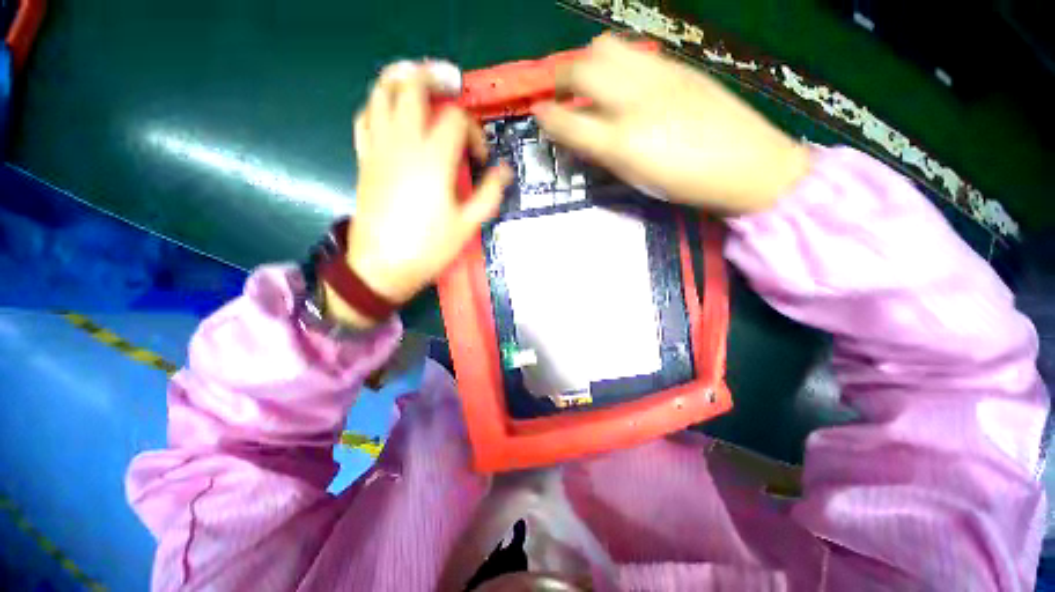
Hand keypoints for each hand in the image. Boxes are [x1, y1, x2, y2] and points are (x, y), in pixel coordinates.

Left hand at [325, 61, 511, 327]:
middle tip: (451, 84)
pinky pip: (365, 117)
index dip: (474, 132)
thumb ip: (489, 193)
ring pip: (381, 92)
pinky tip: (391, 112)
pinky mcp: (365, 158)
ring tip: (419, 83)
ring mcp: (379, 147)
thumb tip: (504, 172)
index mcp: (434, 159)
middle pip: (412, 86)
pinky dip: (378, 104)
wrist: (383, 265)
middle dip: (434, 78)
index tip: (480, 159)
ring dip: (401, 80)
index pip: (456, 120)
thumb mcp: (468, 224)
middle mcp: (403, 143)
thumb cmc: (429, 247)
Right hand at [534, 34, 810, 213]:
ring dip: (587, 63)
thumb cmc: (683, 183)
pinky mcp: (676, 66)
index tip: (538, 114)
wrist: (746, 163)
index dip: (546, 116)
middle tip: (561, 95)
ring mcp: (657, 76)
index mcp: (621, 142)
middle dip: (561, 79)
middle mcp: (634, 101)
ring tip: (590, 84)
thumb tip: (578, 136)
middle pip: (581, 68)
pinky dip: (615, 63)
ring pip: (605, 47)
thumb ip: (602, 153)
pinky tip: (621, 82)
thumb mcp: (634, 178)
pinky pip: (633, 52)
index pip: (567, 120)